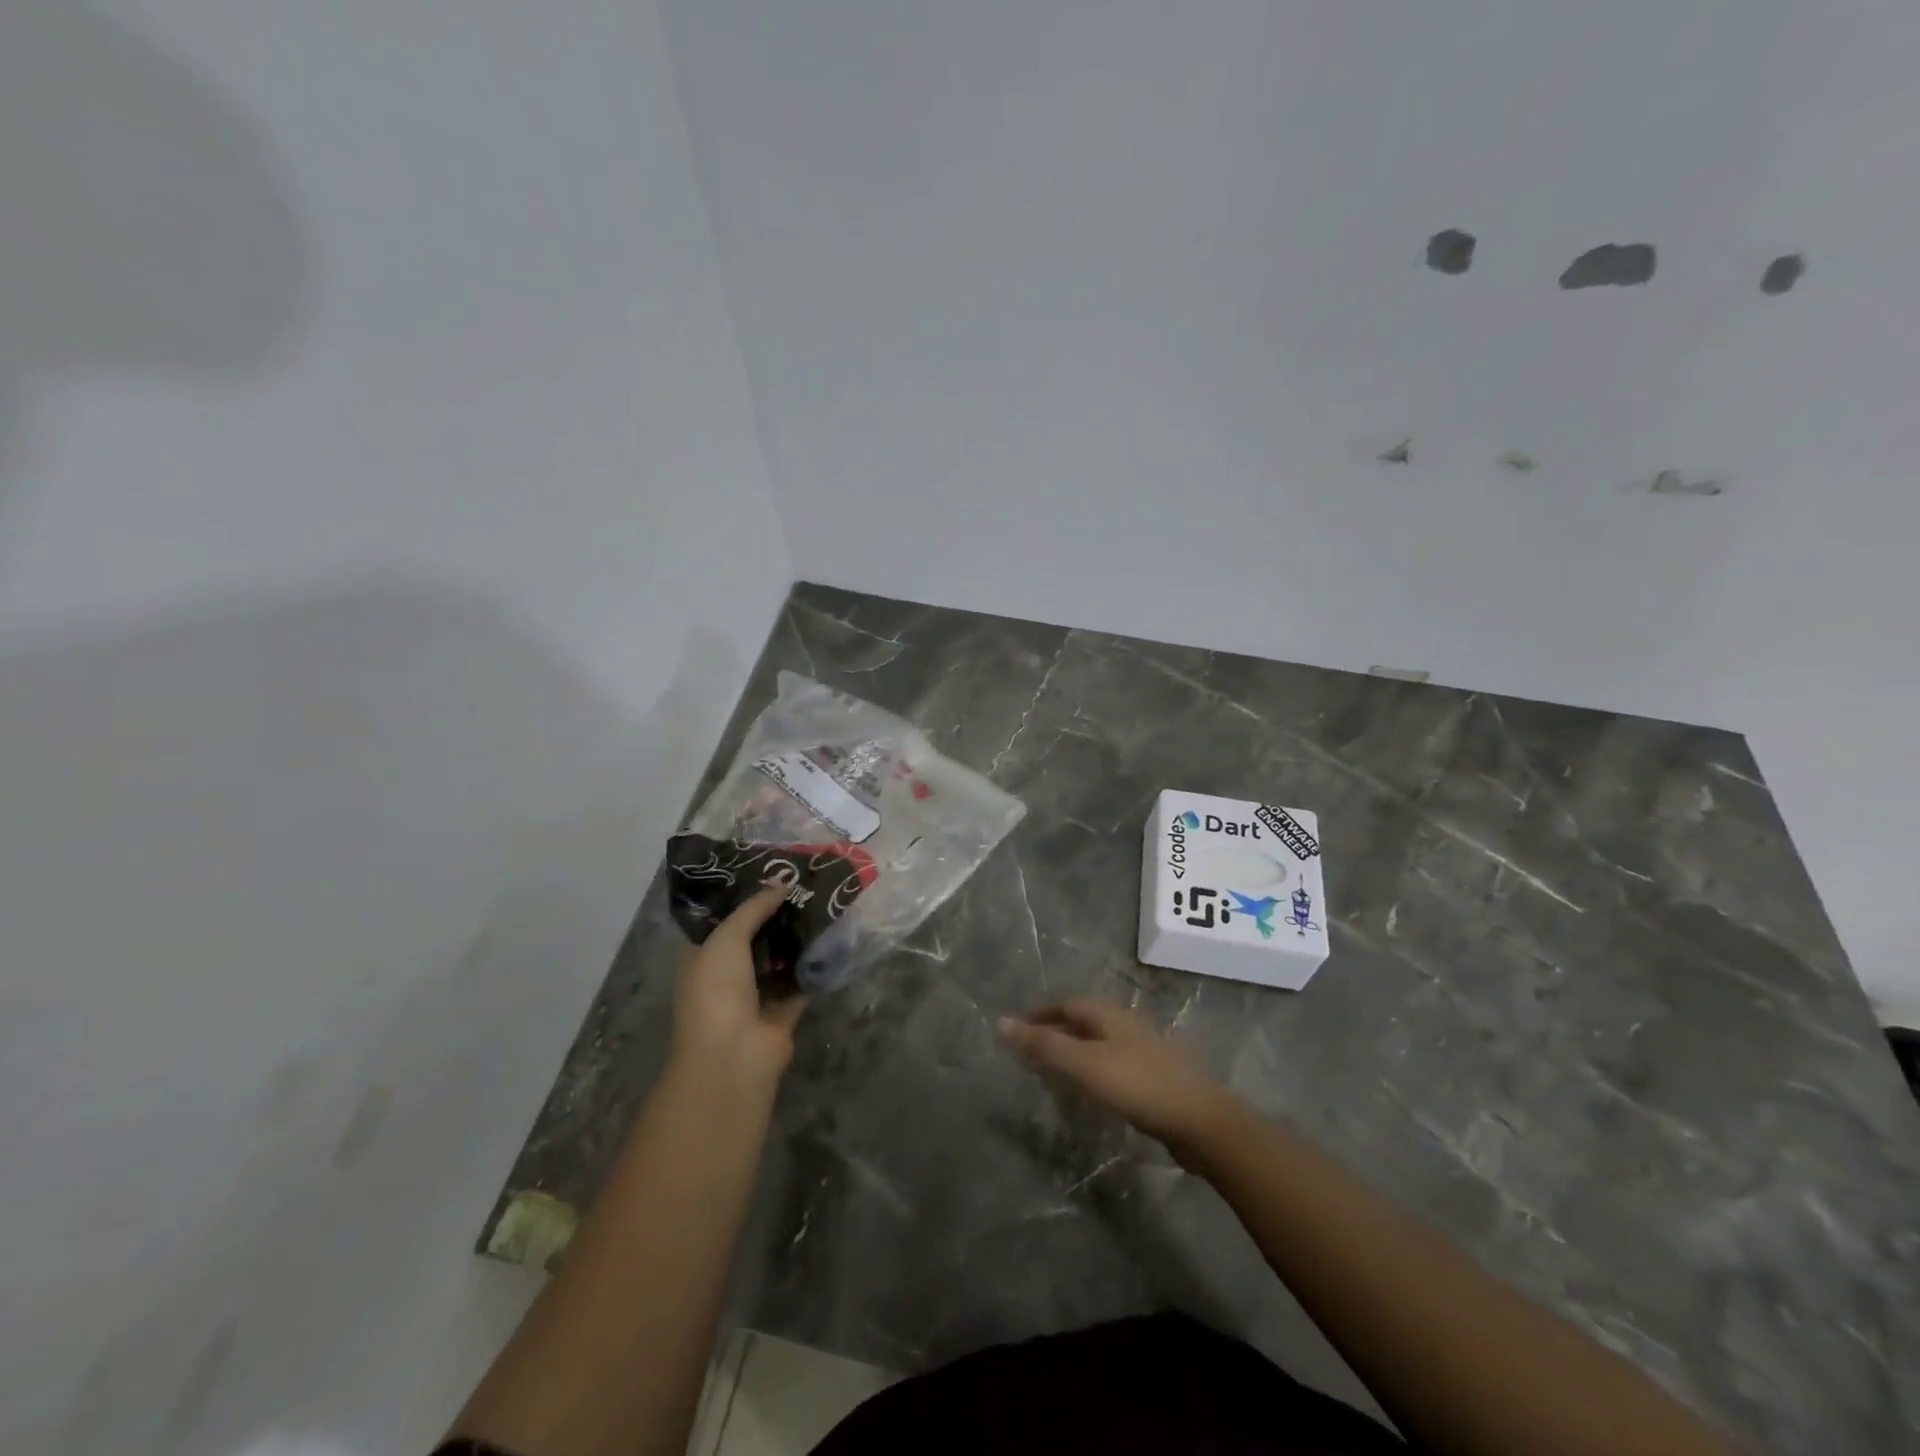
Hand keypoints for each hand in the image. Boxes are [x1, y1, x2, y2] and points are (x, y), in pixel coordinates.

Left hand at [669, 884, 807, 1091]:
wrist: (732, 1055)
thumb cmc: (716, 990)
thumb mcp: (728, 937)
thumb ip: (754, 908)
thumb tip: (782, 882)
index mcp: (701, 957)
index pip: (722, 920)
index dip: (744, 897)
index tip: (772, 872)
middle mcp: (725, 976)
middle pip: (754, 938)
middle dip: (775, 915)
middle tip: (804, 885)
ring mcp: (754, 996)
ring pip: (778, 959)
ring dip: (796, 938)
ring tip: (822, 904)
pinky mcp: (782, 1013)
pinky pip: (800, 983)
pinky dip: (813, 966)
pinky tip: (832, 939)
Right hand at [998, 998, 1233, 1152]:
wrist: (1201, 1121)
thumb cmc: (1137, 1085)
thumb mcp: (1084, 1064)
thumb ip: (1044, 1045)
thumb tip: (1001, 1022)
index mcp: (1108, 1014)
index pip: (1065, 1003)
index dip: (1039, 1013)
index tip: (1016, 1028)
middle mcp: (1126, 1023)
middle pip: (1083, 1019)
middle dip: (1055, 1029)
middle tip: (1030, 1048)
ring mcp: (1144, 1048)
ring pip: (1099, 1040)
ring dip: (1074, 1048)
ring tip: (1054, 1068)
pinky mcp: (1155, 1075)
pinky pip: (1113, 1061)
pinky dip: (1092, 1067)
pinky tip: (1092, 1088)